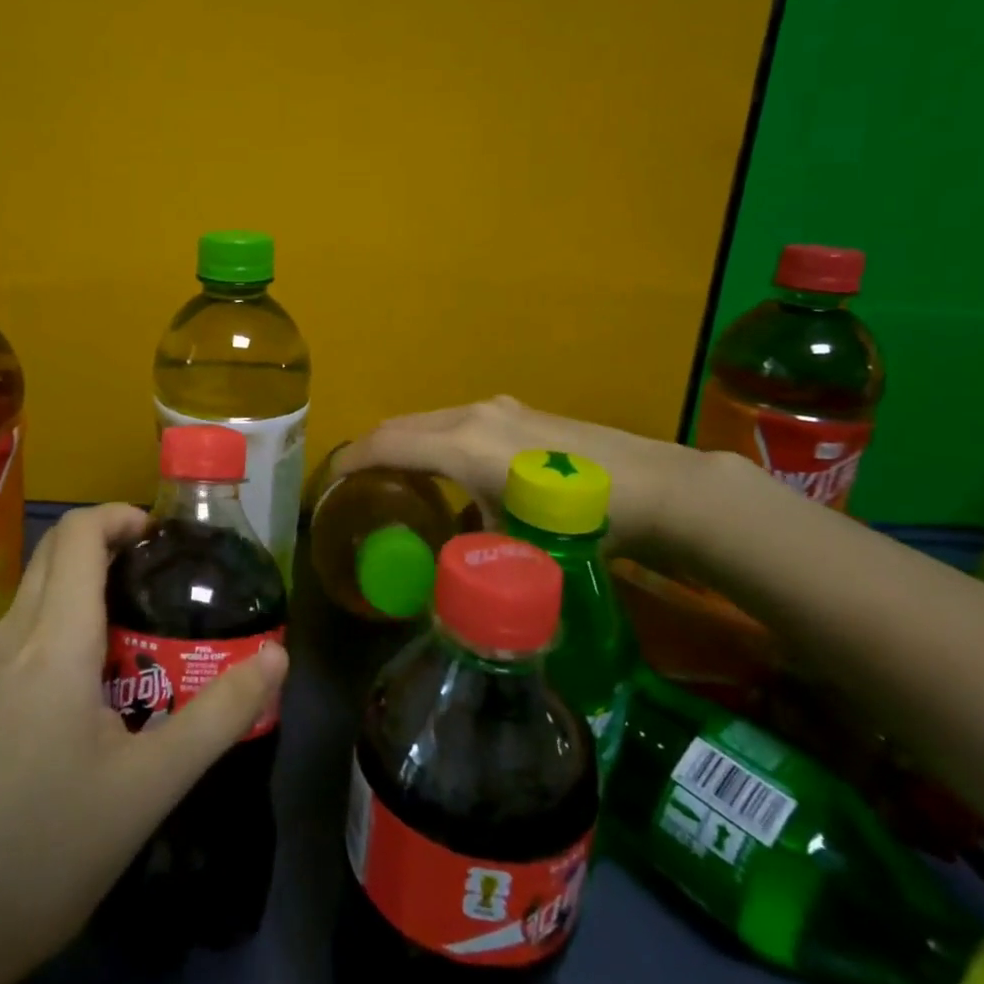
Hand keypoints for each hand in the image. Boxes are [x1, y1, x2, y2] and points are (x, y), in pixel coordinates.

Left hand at [0, 503, 287, 983]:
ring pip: (32, 598)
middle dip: (106, 548)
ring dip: (81, 593)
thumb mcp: (149, 787)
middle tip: (157, 586)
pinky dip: (54, 631)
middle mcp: (6, 638)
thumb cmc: (45, 851)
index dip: (120, 516)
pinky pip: (14, 638)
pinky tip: (77, 699)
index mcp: (52, 641)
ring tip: (130, 644)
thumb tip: (278, 657)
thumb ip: (219, 715)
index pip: (77, 534)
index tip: (162, 539)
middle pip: (53, 555)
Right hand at [333, 395, 698, 560]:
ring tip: (396, 480)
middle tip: (355, 485)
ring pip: (429, 421)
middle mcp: (471, 415)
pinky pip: (456, 423)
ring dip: (405, 444)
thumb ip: (467, 552)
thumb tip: (441, 574)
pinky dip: (435, 442)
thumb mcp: (514, 544)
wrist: (656, 487)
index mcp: (462, 444)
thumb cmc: (578, 518)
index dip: (350, 461)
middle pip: (401, 425)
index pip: (386, 444)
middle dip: (371, 450)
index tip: (328, 483)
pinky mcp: (518, 412)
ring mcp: (497, 408)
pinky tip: (451, 473)